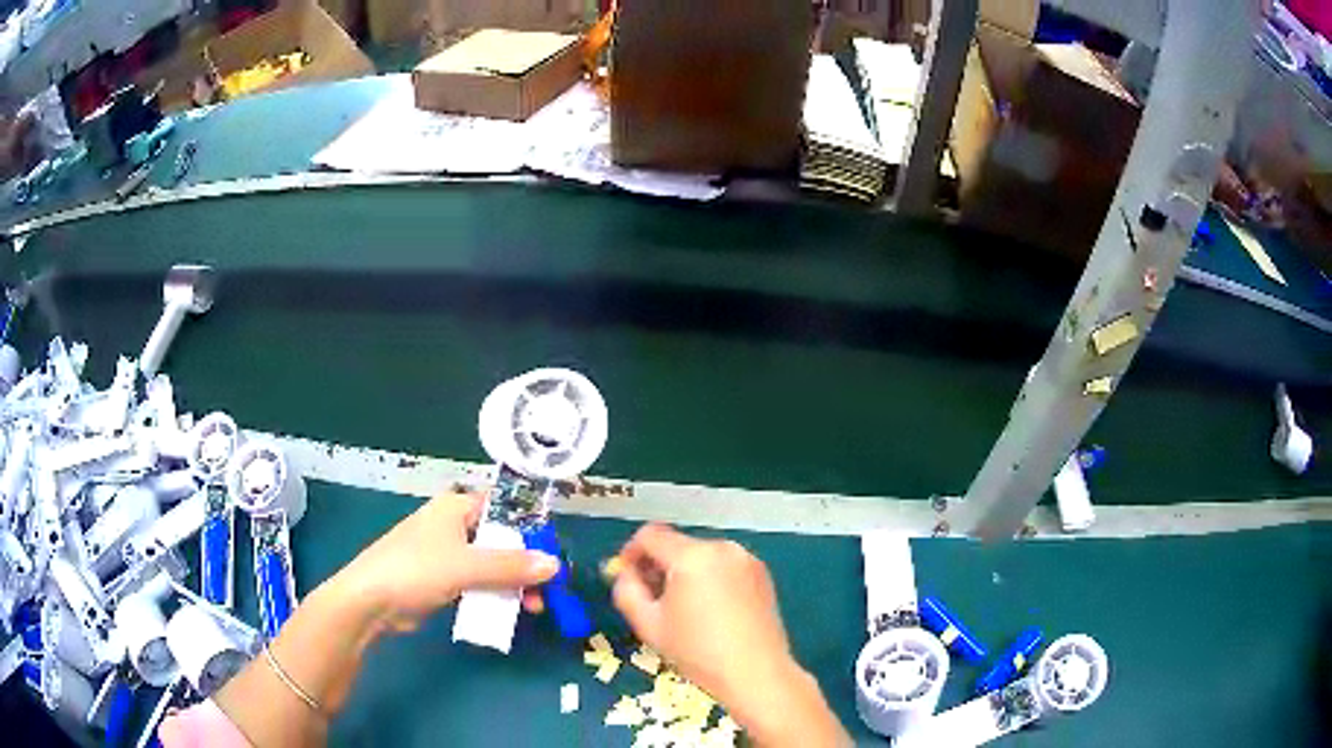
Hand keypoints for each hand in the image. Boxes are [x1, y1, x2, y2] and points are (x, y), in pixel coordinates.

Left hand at [331, 492, 559, 632]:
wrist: (370, 601)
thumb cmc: (415, 570)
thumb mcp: (466, 567)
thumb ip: (511, 566)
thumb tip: (555, 565)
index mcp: (456, 508)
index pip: (504, 509)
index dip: (531, 529)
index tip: (553, 554)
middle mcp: (453, 526)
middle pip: (501, 540)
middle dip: (526, 565)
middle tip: (546, 591)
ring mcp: (447, 554)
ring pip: (491, 565)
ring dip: (513, 584)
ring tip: (532, 608)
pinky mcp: (442, 579)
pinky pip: (478, 583)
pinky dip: (495, 595)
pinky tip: (508, 612)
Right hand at [612, 525, 848, 745]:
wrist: (755, 672)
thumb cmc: (698, 652)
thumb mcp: (648, 625)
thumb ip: (627, 591)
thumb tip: (625, 573)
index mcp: (692, 556)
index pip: (650, 534)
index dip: (631, 552)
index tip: (627, 576)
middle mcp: (722, 548)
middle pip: (678, 545)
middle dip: (660, 566)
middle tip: (653, 599)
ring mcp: (746, 559)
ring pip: (701, 556)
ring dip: (686, 573)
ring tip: (685, 610)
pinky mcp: (762, 573)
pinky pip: (724, 566)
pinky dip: (711, 579)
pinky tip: (712, 612)